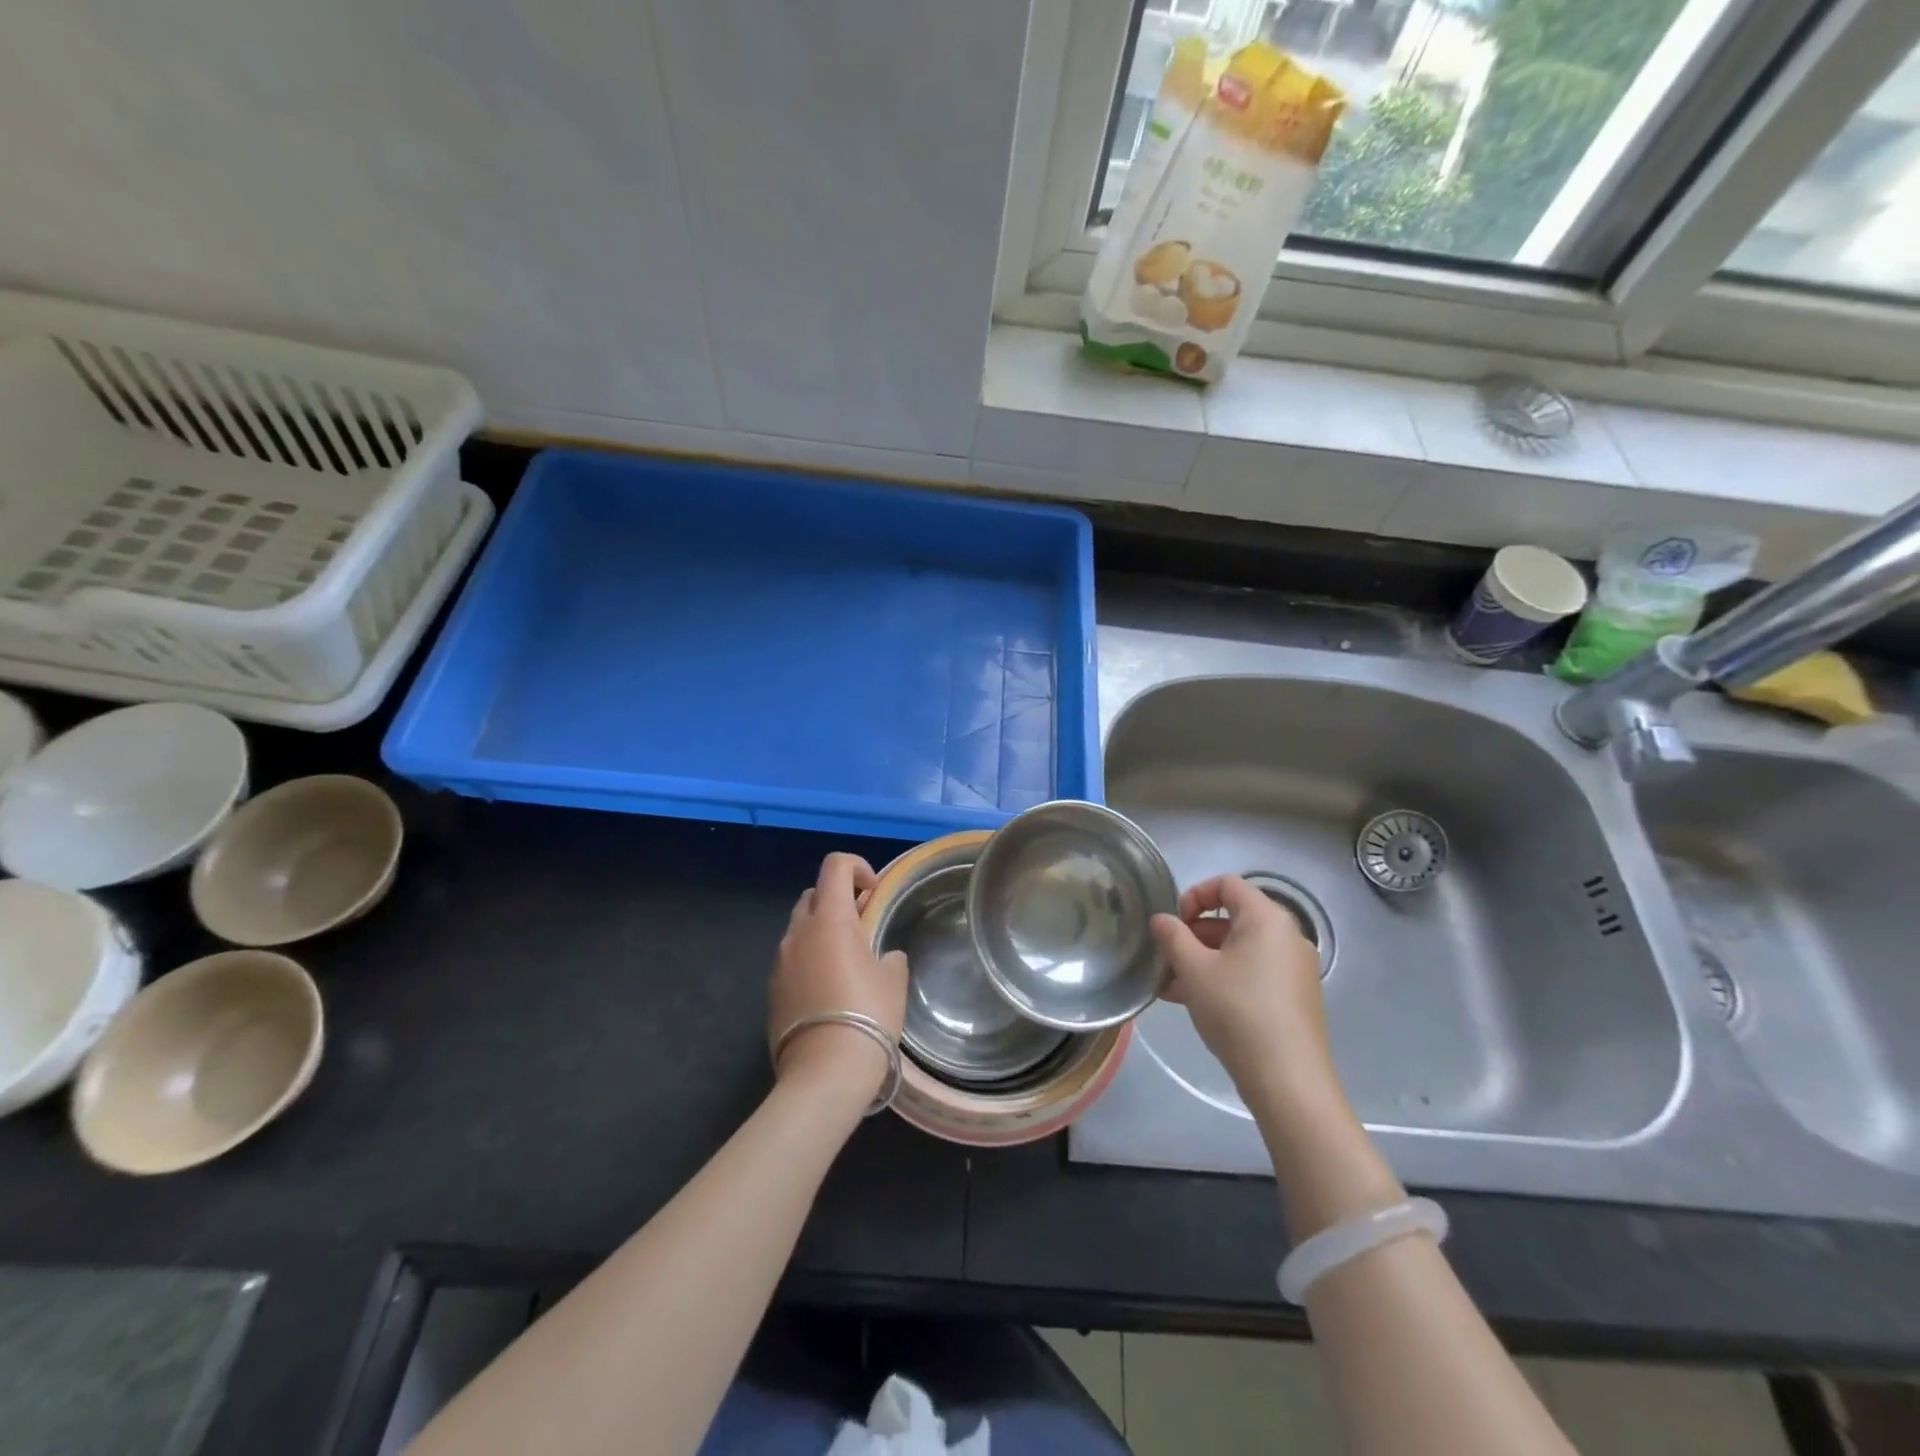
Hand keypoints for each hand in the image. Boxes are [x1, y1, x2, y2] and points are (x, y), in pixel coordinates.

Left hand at [769, 853, 908, 1104]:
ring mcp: (780, 962)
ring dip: (821, 932)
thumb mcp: (893, 980)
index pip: (835, 865)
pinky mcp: (771, 990)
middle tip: (862, 926)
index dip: (857, 867)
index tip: (874, 892)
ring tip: (846, 963)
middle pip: (813, 894)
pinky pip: (792, 960)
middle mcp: (798, 932)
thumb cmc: (868, 1015)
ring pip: (799, 928)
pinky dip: (809, 961)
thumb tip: (883, 957)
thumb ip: (889, 957)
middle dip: (837, 900)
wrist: (824, 1073)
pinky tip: (828, 992)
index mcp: (830, 919)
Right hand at [1150, 875, 1338, 1108]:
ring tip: (1169, 987)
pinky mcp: (1294, 998)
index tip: (1173, 923)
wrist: (1288, 1080)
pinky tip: (1193, 1004)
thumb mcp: (1193, 970)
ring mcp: (1294, 969)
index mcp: (1267, 918)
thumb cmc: (1237, 1011)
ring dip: (1203, 961)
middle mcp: (1287, 936)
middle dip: (1193, 935)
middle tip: (1166, 958)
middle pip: (1233, 918)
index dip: (1194, 895)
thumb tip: (1161, 919)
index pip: (1227, 884)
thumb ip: (1172, 936)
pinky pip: (1253, 973)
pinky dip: (1224, 979)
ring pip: (1239, 950)